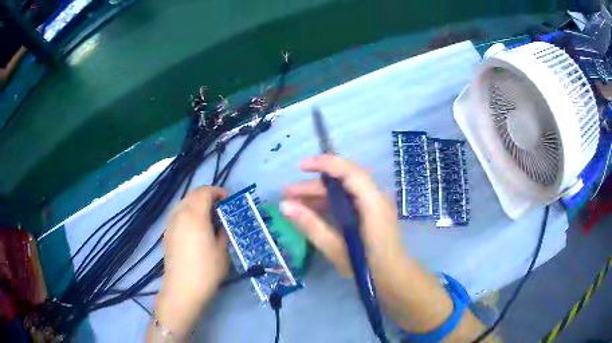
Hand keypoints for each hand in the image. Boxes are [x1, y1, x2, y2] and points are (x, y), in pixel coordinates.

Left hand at [150, 187, 228, 339]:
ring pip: (183, 205)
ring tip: (208, 219)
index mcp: (194, 215)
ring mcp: (170, 224)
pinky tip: (195, 231)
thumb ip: (223, 232)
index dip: (217, 192)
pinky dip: (188, 215)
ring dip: (196, 206)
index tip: (227, 200)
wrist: (183, 289)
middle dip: (207, 197)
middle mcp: (179, 214)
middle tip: (219, 209)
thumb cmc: (206, 270)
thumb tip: (222, 224)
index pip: (204, 192)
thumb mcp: (222, 250)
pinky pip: (178, 216)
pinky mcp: (167, 234)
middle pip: (192, 195)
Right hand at [281, 154, 404, 276]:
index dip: (324, 164)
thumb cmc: (367, 268)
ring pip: (342, 191)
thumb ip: (310, 225)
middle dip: (314, 185)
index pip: (349, 172)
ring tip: (293, 203)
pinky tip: (310, 210)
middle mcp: (375, 198)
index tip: (301, 167)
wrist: (393, 278)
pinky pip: (347, 201)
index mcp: (372, 204)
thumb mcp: (335, 249)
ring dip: (318, 194)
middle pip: (342, 181)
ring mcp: (373, 205)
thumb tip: (284, 206)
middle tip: (287, 194)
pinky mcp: (370, 213)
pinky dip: (328, 204)